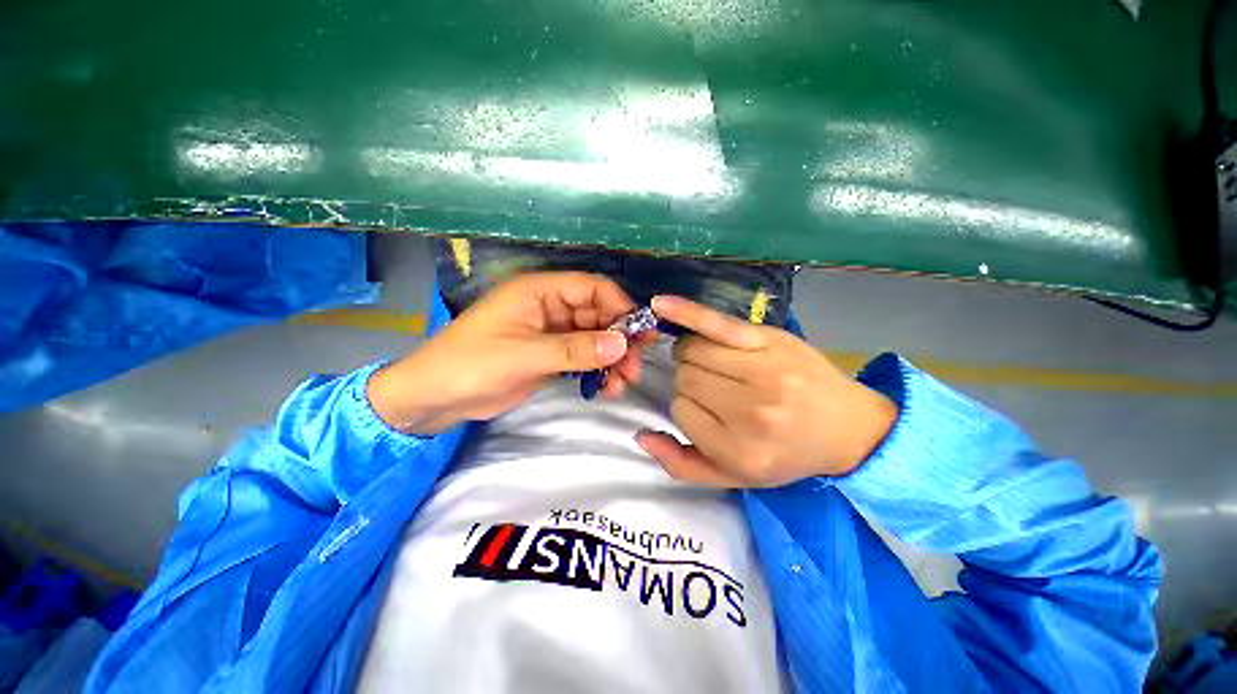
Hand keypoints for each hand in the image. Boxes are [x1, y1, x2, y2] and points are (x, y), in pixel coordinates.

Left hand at [369, 272, 652, 433]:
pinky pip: (584, 357)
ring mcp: (552, 332)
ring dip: (613, 358)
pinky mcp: (551, 355)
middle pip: (599, 314)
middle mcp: (550, 307)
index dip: (619, 306)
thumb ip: (574, 349)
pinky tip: (607, 387)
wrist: (436, 399)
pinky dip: (598, 370)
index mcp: (539, 292)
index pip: (591, 288)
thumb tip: (622, 345)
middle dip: (620, 339)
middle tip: (635, 368)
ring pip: (595, 338)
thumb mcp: (523, 355)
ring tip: (623, 384)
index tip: (640, 335)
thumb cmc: (470, 365)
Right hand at [636, 295, 897, 487]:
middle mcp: (751, 412)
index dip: (687, 406)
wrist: (848, 428)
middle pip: (686, 378)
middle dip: (691, 380)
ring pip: (694, 351)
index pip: (680, 410)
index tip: (708, 410)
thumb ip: (682, 466)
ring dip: (692, 354)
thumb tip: (640, 436)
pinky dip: (685, 312)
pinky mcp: (771, 341)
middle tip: (715, 386)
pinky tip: (661, 304)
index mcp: (740, 449)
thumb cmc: (786, 455)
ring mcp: (762, 372)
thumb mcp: (734, 478)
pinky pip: (716, 322)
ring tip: (711, 361)